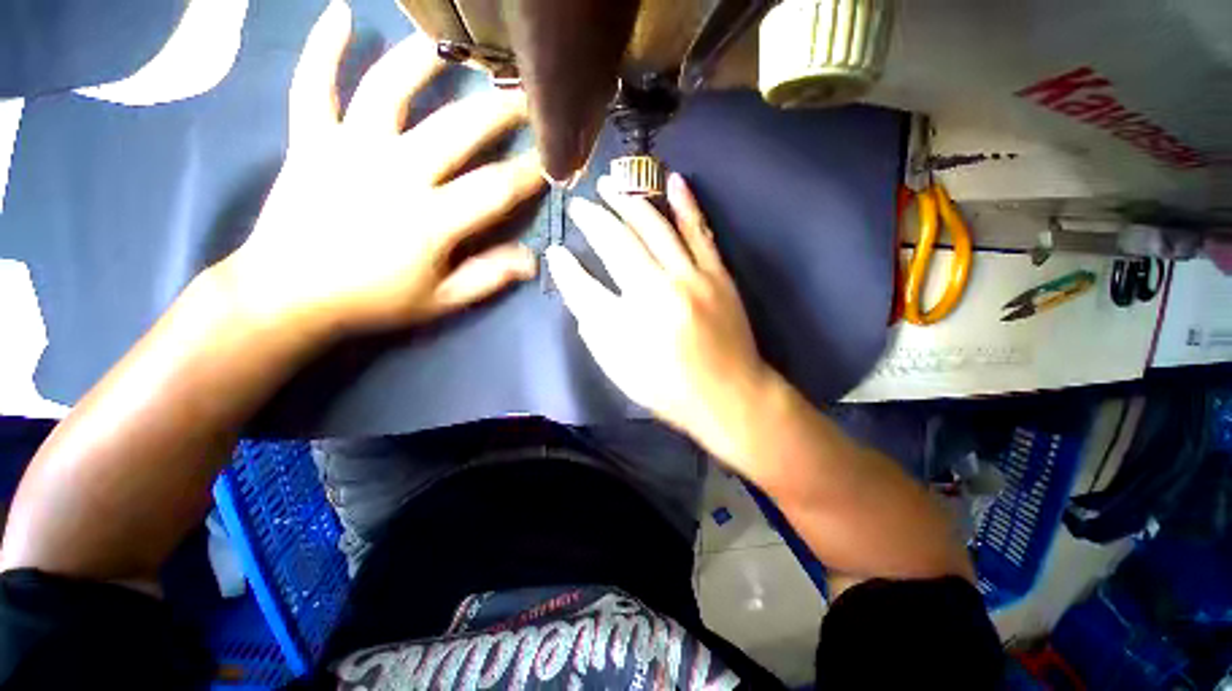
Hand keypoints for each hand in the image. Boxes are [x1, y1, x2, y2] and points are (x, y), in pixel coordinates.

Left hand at [218, 1, 544, 337]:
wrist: (286, 295)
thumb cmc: (373, 301)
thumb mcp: (441, 301)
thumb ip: (489, 278)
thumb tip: (532, 260)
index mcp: (430, 220)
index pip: (495, 189)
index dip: (529, 173)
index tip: (551, 161)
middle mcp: (394, 173)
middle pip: (457, 129)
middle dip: (500, 110)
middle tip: (526, 95)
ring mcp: (348, 149)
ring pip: (389, 89)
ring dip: (424, 61)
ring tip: (455, 44)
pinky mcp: (310, 139)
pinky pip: (314, 84)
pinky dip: (324, 47)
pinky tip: (339, 13)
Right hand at [547, 174, 774, 464]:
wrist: (729, 396)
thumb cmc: (669, 389)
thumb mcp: (621, 370)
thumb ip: (594, 329)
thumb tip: (577, 289)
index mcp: (629, 324)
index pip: (585, 285)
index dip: (566, 267)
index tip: (555, 250)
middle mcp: (658, 292)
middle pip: (618, 243)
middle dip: (594, 218)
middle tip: (580, 202)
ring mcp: (692, 278)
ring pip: (656, 227)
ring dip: (630, 201)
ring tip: (611, 183)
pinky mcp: (718, 275)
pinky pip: (700, 232)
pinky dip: (686, 204)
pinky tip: (673, 180)